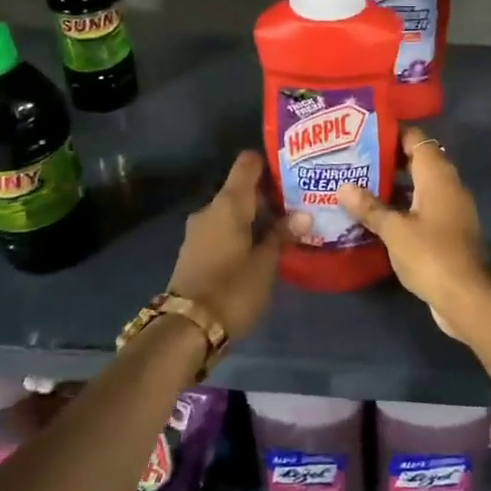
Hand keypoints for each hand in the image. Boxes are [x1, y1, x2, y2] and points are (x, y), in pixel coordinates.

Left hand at [167, 152, 298, 337]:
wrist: (186, 328)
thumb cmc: (232, 289)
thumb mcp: (265, 263)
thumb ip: (282, 235)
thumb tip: (304, 214)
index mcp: (228, 204)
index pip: (247, 164)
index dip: (269, 162)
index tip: (293, 170)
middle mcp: (210, 210)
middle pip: (241, 189)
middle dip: (269, 195)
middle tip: (300, 203)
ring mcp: (199, 231)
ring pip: (233, 212)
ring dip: (256, 217)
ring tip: (287, 227)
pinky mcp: (195, 251)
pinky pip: (224, 230)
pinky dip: (243, 232)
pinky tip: (263, 247)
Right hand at [337, 127, 490, 341]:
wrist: (467, 298)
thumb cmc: (431, 255)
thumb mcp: (394, 230)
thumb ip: (369, 207)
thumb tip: (343, 187)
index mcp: (437, 176)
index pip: (415, 139)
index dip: (390, 133)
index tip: (361, 133)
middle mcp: (447, 185)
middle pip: (416, 161)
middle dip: (386, 160)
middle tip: (351, 159)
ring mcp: (450, 209)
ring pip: (418, 186)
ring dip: (392, 186)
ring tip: (356, 185)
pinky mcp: (447, 231)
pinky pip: (421, 208)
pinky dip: (401, 207)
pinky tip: (374, 216)